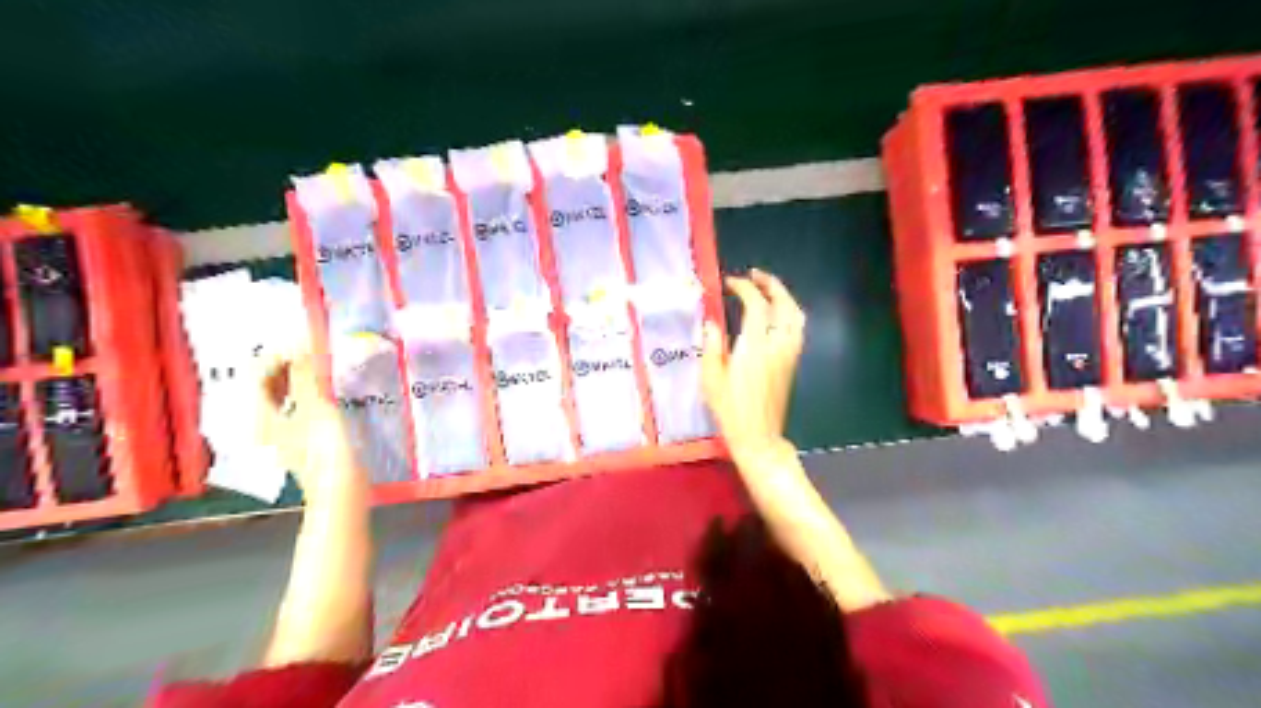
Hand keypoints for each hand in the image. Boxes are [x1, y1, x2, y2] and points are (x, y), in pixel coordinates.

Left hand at [253, 350, 365, 501]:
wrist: (342, 490)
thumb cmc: (324, 449)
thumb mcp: (315, 407)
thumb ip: (307, 374)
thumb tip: (302, 342)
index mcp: (261, 414)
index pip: (259, 373)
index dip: (280, 354)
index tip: (307, 343)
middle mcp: (267, 421)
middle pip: (272, 384)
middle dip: (291, 363)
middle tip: (317, 349)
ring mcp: (287, 431)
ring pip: (289, 394)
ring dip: (305, 377)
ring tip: (327, 364)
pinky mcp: (307, 437)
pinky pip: (304, 405)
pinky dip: (315, 392)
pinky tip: (333, 389)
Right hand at [700, 269, 806, 459]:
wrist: (758, 436)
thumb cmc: (730, 410)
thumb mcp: (711, 379)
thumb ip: (712, 346)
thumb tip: (712, 321)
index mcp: (755, 347)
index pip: (756, 305)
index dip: (744, 288)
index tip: (729, 283)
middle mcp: (778, 345)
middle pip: (783, 304)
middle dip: (770, 284)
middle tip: (754, 275)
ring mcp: (789, 353)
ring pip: (796, 315)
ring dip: (784, 296)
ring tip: (767, 290)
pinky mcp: (793, 362)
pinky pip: (798, 328)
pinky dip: (789, 312)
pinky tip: (776, 314)